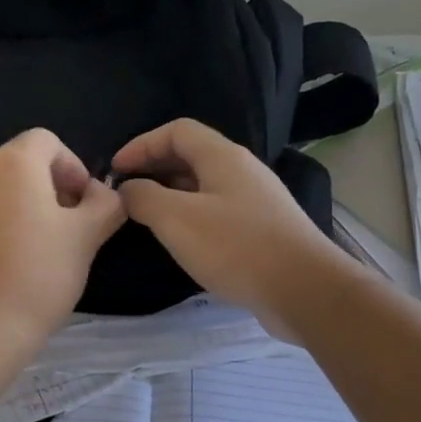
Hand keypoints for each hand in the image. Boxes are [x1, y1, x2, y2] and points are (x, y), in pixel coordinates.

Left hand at [0, 128, 126, 346]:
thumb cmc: (38, 274)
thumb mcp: (87, 236)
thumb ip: (105, 204)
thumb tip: (103, 193)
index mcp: (11, 162)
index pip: (48, 141)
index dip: (74, 166)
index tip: (85, 205)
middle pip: (22, 162)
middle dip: (51, 186)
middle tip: (70, 227)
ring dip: (26, 205)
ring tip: (43, 247)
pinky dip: (0, 223)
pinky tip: (13, 262)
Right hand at [113, 118, 346, 335]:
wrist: (305, 290)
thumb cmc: (236, 247)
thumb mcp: (176, 219)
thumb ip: (143, 197)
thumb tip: (127, 188)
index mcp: (223, 156)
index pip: (176, 131)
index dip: (142, 144)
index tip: (115, 169)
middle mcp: (242, 170)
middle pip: (191, 155)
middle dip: (154, 167)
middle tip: (126, 192)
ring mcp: (255, 200)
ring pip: (204, 184)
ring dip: (171, 193)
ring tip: (145, 215)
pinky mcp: (262, 229)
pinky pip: (217, 209)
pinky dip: (191, 215)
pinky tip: (180, 239)